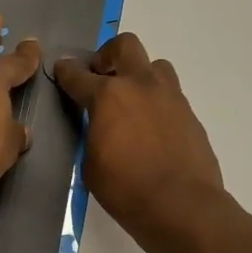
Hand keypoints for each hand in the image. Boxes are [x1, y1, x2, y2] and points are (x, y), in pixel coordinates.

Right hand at [54, 33, 225, 252]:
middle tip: (101, 78)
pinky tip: (152, 128)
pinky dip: (157, 102)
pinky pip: (170, 94)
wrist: (182, 206)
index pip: (78, 75)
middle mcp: (140, 85)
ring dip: (139, 75)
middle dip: (107, 56)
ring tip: (132, 101)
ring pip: (155, 65)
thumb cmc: (126, 190)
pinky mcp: (190, 114)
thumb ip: (91, 134)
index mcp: (107, 96)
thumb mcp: (90, 164)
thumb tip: (97, 126)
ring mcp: (170, 97)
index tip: (62, 71)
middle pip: (124, 46)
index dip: (66, 71)